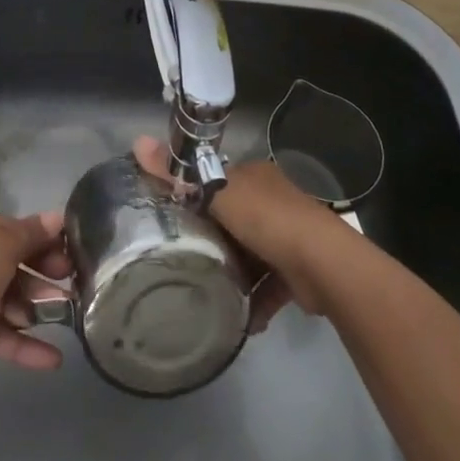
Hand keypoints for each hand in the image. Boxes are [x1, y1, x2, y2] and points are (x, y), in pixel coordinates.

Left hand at [0, 209, 74, 370]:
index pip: (18, 232)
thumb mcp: (6, 241)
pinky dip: (23, 346)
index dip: (46, 243)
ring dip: (35, 312)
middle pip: (14, 267)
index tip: (72, 259)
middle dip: (44, 279)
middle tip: (74, 291)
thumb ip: (33, 234)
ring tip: (66, 321)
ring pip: (7, 302)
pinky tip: (53, 360)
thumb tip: (58, 217)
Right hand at [130, 135, 348, 332]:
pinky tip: (236, 319)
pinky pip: (268, 286)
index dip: (196, 193)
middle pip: (234, 218)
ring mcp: (288, 237)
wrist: (322, 264)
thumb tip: (137, 141)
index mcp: (256, 176)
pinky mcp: (297, 272)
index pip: (219, 179)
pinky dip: (254, 302)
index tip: (171, 215)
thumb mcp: (217, 192)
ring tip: (203, 291)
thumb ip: (179, 174)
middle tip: (182, 256)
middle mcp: (273, 201)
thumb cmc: (267, 219)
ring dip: (234, 273)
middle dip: (214, 238)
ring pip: (251, 254)